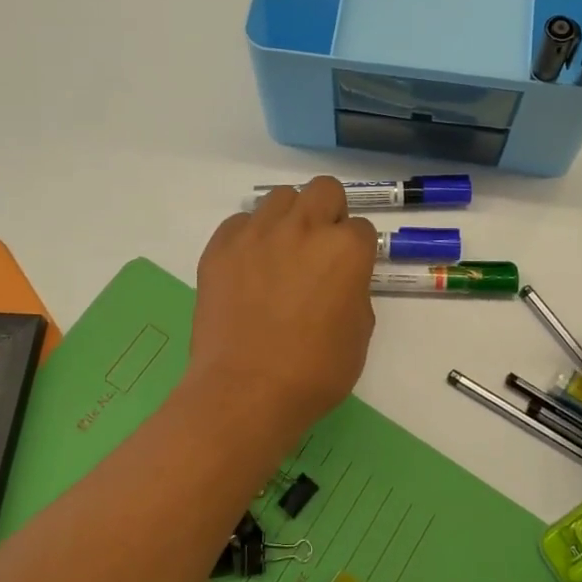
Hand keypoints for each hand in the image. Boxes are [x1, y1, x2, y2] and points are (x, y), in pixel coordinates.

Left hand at [186, 177, 378, 444]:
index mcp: (346, 249)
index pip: (361, 227)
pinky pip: (240, 222)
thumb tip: (340, 280)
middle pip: (324, 189)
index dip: (356, 250)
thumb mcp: (359, 333)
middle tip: (319, 248)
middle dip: (328, 212)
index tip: (348, 271)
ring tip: (281, 252)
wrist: (246, 392)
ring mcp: (257, 233)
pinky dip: (249, 236)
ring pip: (280, 197)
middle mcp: (304, 228)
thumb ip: (355, 291)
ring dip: (289, 218)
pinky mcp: (220, 247)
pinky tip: (248, 267)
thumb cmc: (315, 371)